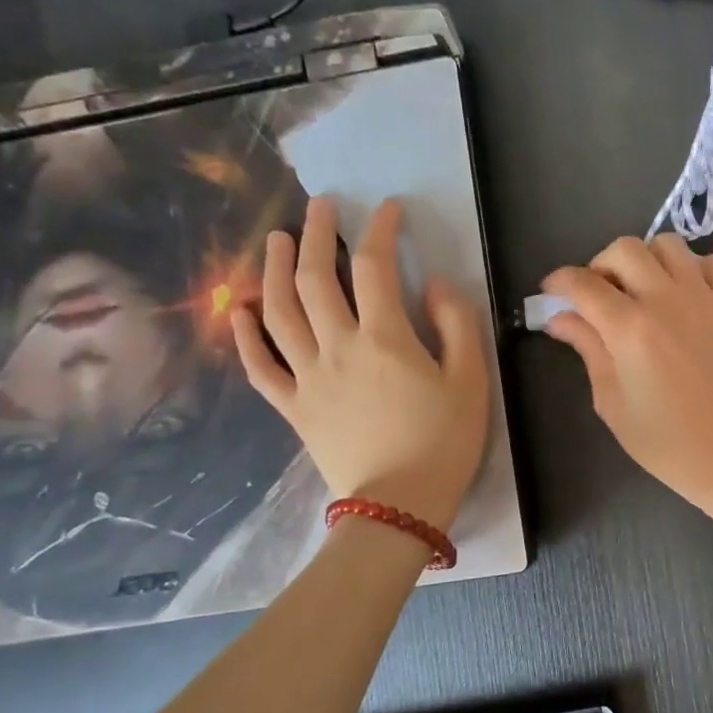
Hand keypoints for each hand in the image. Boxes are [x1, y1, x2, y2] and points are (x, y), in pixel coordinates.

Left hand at [233, 196, 489, 531]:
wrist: (401, 505)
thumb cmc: (445, 442)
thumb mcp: (470, 381)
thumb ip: (457, 325)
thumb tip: (434, 285)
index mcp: (384, 339)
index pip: (375, 267)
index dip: (380, 230)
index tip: (388, 209)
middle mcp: (337, 347)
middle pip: (315, 279)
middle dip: (316, 235)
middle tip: (320, 208)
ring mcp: (307, 377)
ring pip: (279, 312)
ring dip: (274, 270)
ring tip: (276, 241)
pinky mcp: (293, 406)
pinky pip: (260, 367)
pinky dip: (246, 336)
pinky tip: (242, 311)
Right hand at [542, 234, 712, 520]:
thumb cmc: (662, 439)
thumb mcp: (611, 400)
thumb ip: (587, 349)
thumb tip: (560, 318)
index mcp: (630, 329)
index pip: (584, 284)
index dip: (559, 282)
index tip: (552, 293)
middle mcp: (666, 301)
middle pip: (624, 249)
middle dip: (601, 264)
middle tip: (599, 294)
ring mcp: (705, 298)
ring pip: (669, 245)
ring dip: (647, 259)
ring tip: (643, 289)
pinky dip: (698, 267)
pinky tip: (688, 293)